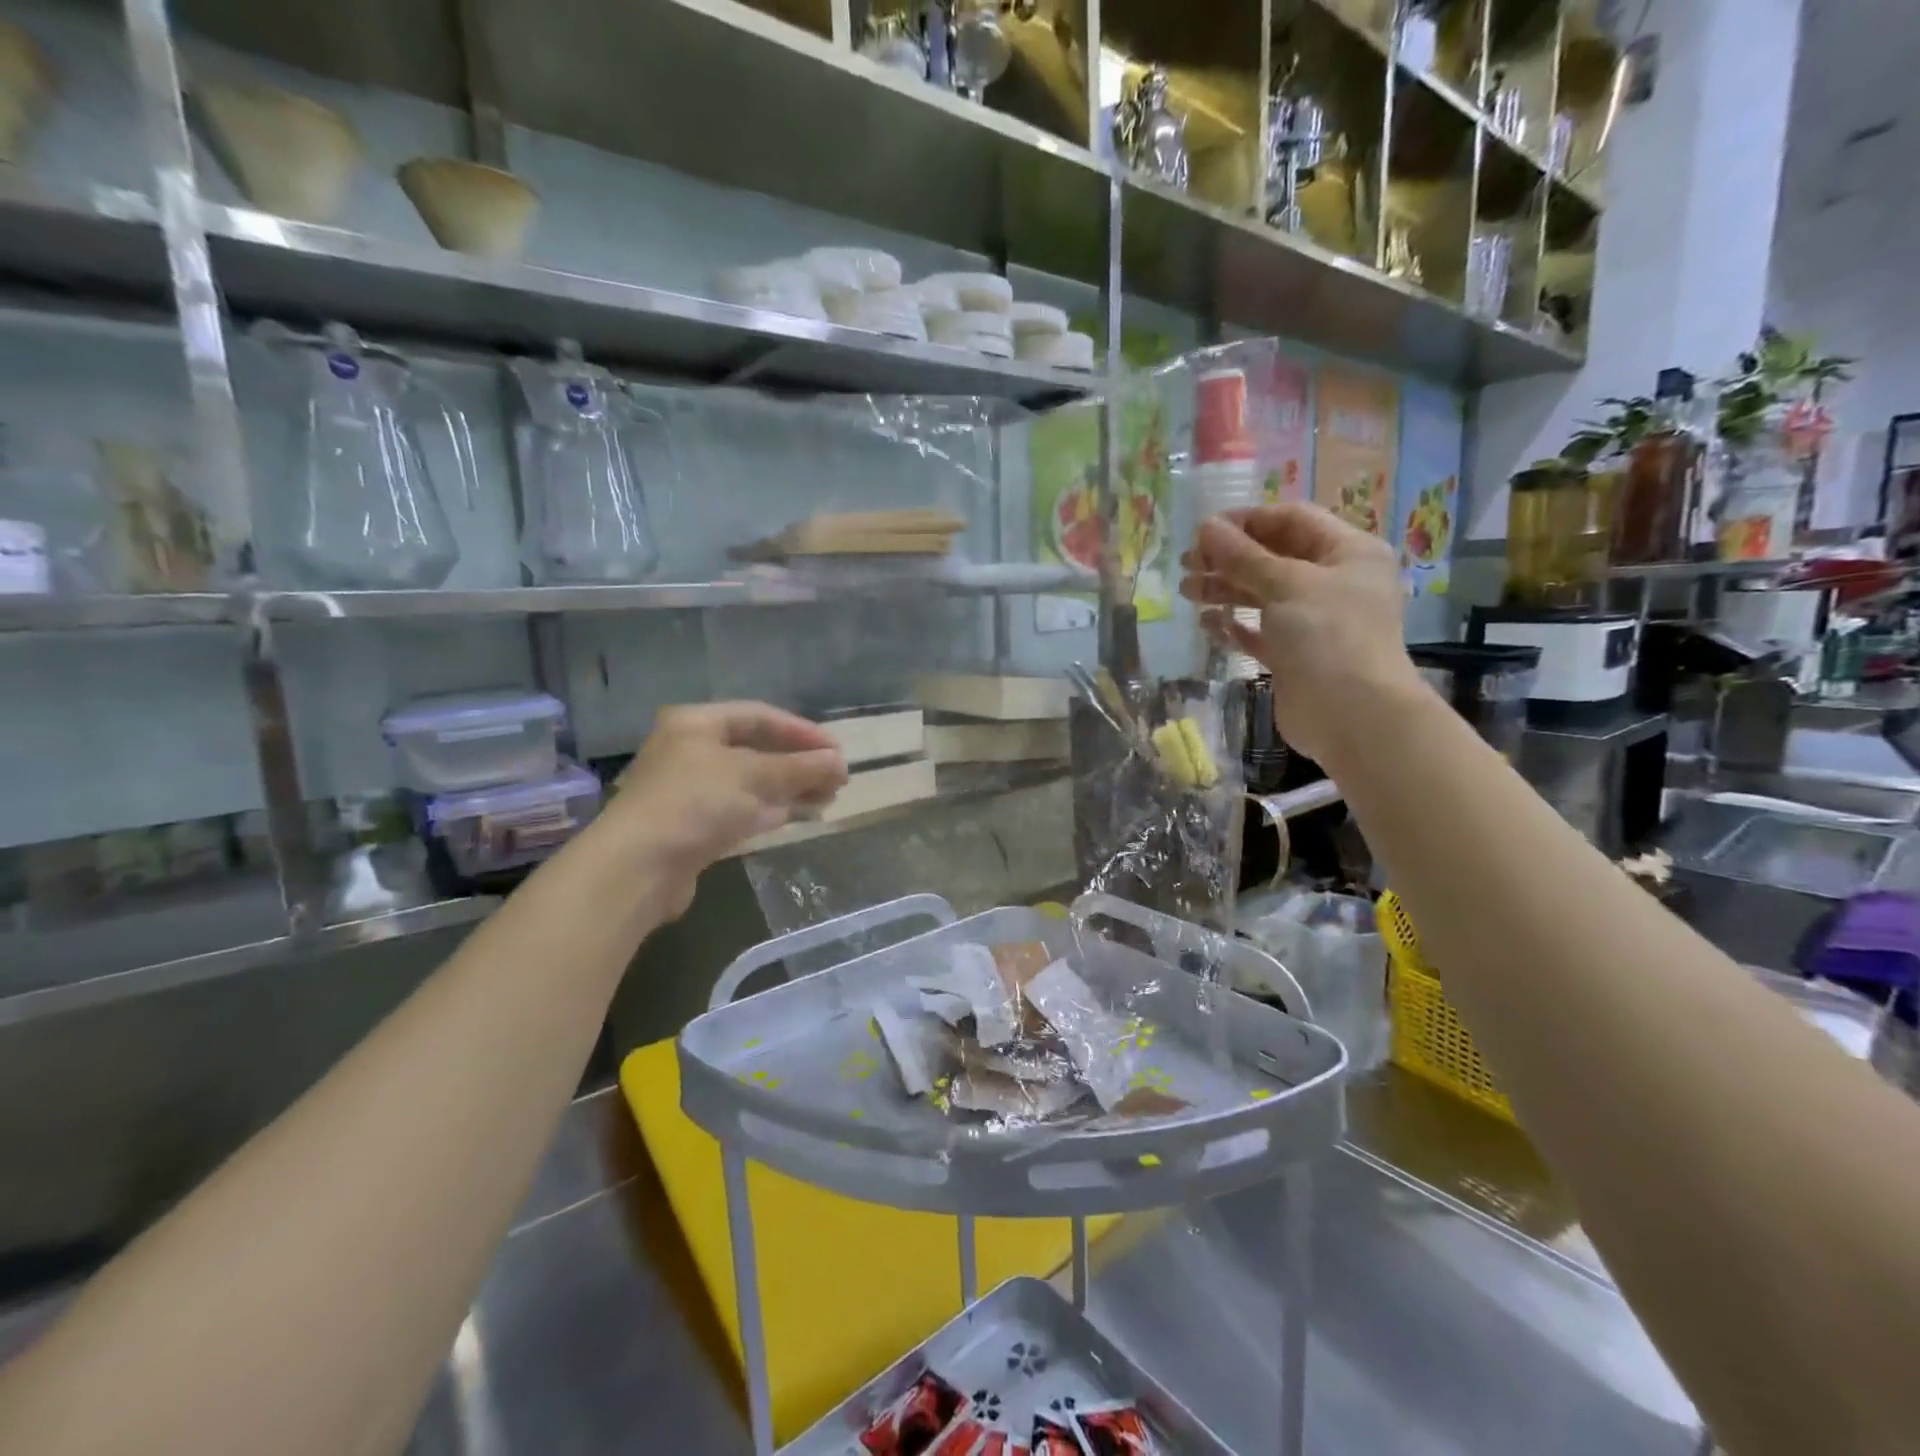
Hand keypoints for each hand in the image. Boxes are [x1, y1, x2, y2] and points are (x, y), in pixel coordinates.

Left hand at [607, 702, 847, 918]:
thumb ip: (800, 768)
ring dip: (791, 787)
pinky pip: (742, 808)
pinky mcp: (694, 824)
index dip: (801, 731)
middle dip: (799, 762)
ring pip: (752, 781)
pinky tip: (801, 814)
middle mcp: (691, 750)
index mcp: (697, 723)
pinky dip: (772, 809)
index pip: (760, 716)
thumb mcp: (754, 776)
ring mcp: (691, 789)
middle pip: (756, 749)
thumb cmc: (696, 803)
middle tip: (837, 776)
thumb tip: (842, 763)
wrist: (638, 867)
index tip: (836, 750)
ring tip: (829, 796)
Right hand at [1180, 503, 1424, 765]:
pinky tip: (1208, 624)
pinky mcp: (1295, 654)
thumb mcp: (1285, 584)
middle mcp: (1334, 581)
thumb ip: (1243, 556)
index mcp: (1348, 552)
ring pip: (1263, 594)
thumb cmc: (1328, 636)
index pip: (1292, 520)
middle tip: (1187, 564)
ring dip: (1225, 589)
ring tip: (1187, 592)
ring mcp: (1315, 621)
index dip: (1247, 521)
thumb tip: (1206, 527)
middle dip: (1229, 558)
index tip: (1203, 531)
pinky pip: (1260, 631)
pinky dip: (1235, 626)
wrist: (1352, 716)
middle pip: (1274, 557)